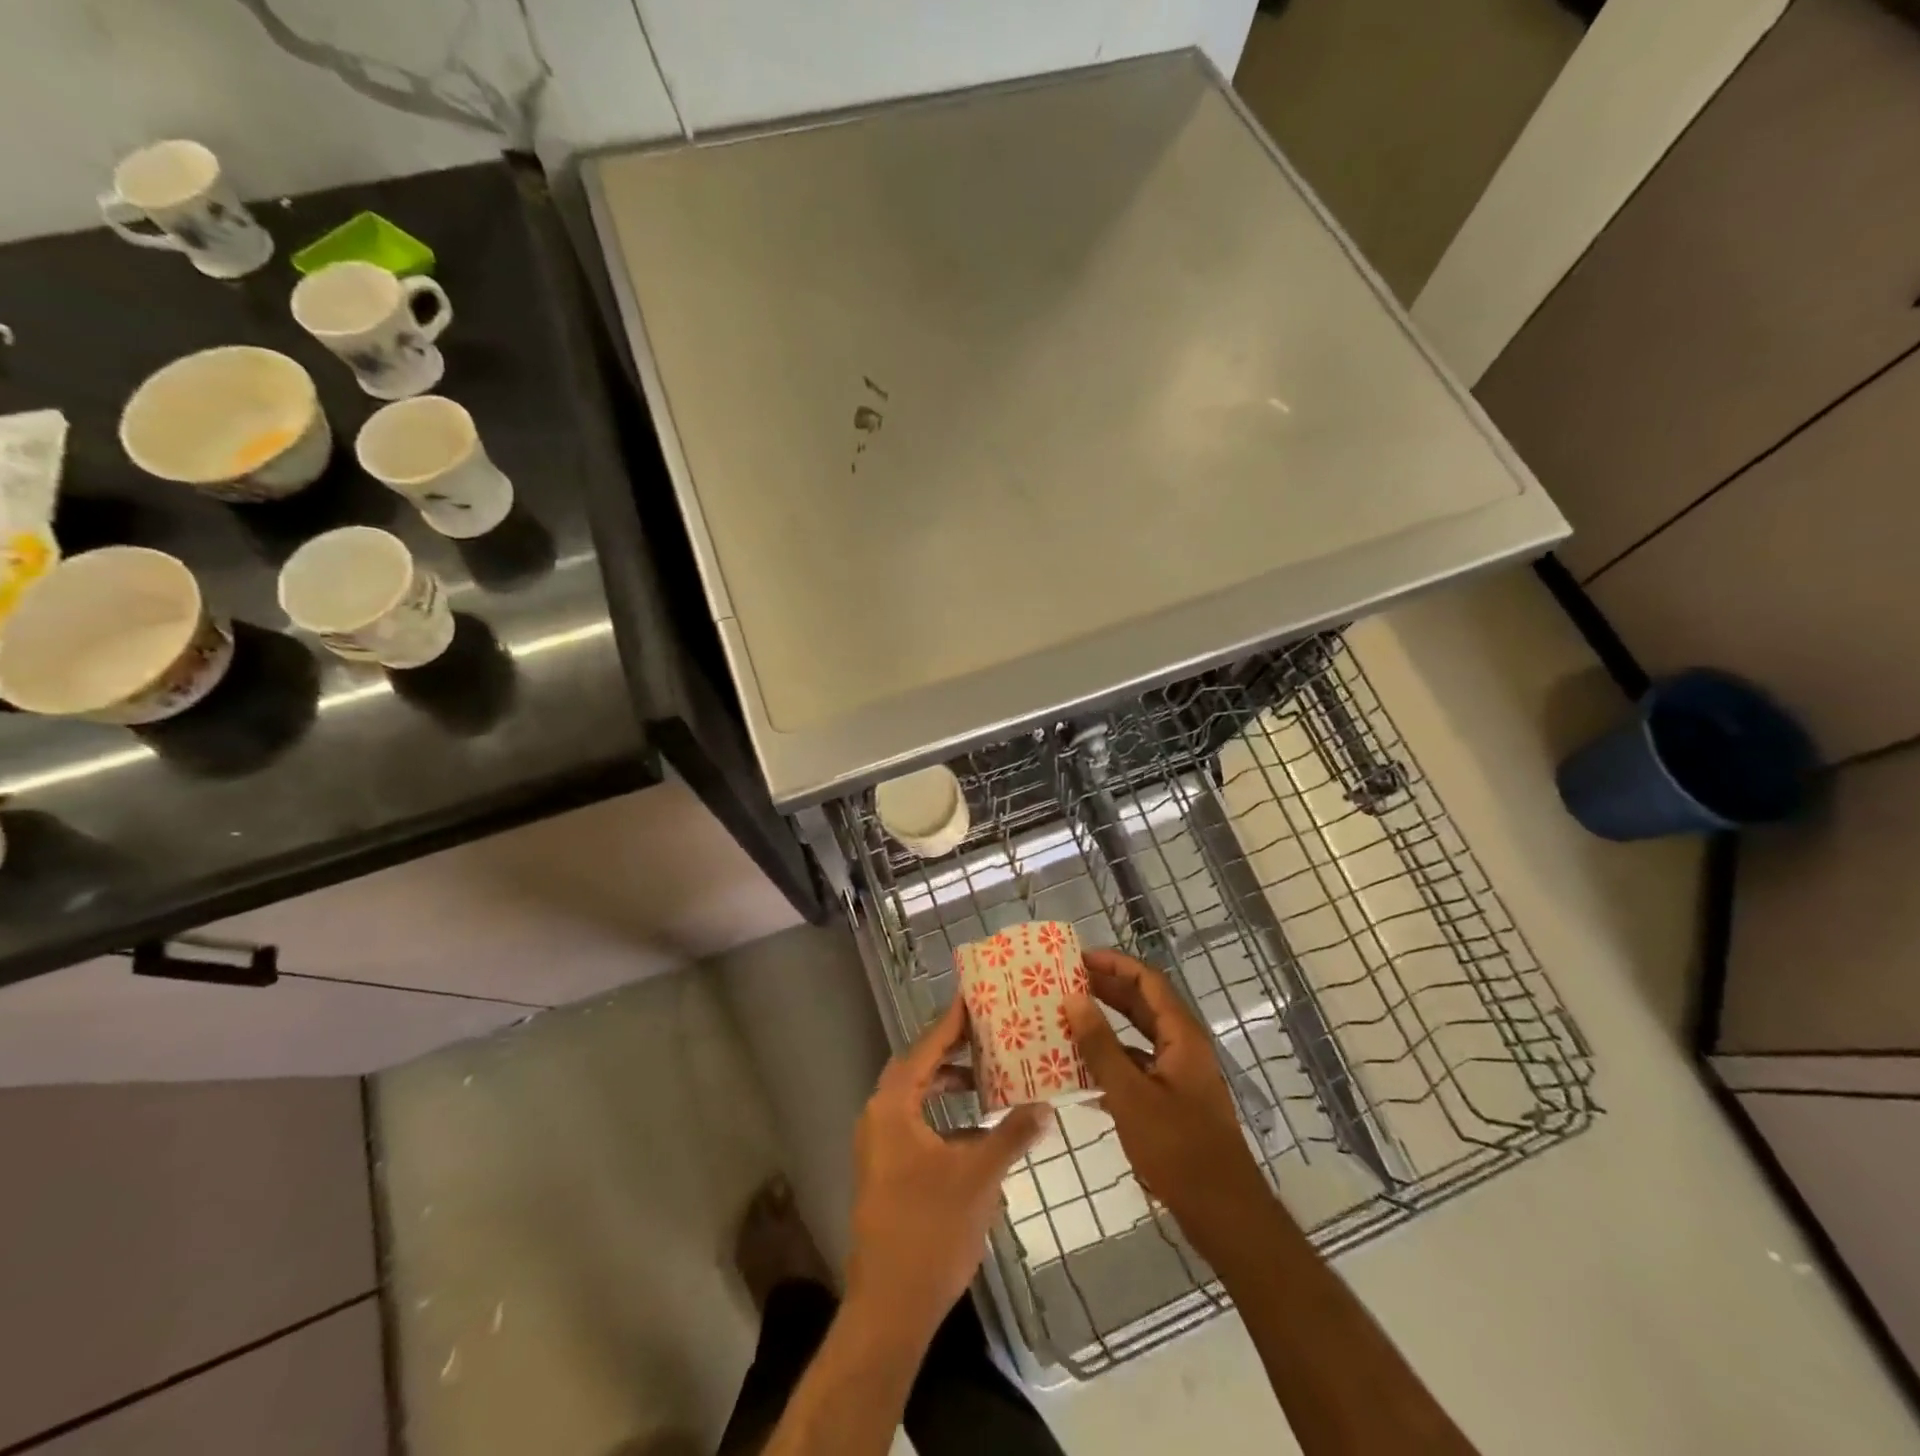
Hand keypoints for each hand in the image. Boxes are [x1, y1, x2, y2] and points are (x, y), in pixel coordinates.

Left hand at [844, 997, 1047, 1344]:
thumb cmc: (931, 1229)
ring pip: (916, 1096)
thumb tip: (1046, 1105)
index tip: (975, 996)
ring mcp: (879, 1145)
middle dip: (951, 1048)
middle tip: (988, 1031)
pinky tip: (977, 1124)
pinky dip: (944, 1112)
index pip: (925, 1047)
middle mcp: (879, 1116)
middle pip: (918, 1066)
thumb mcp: (980, 1176)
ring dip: (948, 1081)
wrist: (890, 1307)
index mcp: (893, 1106)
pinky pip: (916, 1121)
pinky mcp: (886, 1169)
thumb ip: (1012, 1134)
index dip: (951, 1022)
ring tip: (987, 1073)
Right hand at [1065, 948, 1277, 1254]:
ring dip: (1105, 1027)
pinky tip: (1080, 1074)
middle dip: (1106, 991)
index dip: (1114, 964)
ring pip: (1138, 1037)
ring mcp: (1179, 1076)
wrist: (1222, 1213)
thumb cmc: (1177, 1147)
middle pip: (1143, 1005)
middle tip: (1065, 984)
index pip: (1148, 981)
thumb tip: (1074, 998)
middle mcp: (1183, 1047)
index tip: (1078, 958)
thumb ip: (1100, 1045)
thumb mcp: (1130, 1094)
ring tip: (1066, 1021)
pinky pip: (1138, 1068)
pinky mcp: (1172, 1102)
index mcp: (1182, 1035)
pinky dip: (1111, 1062)